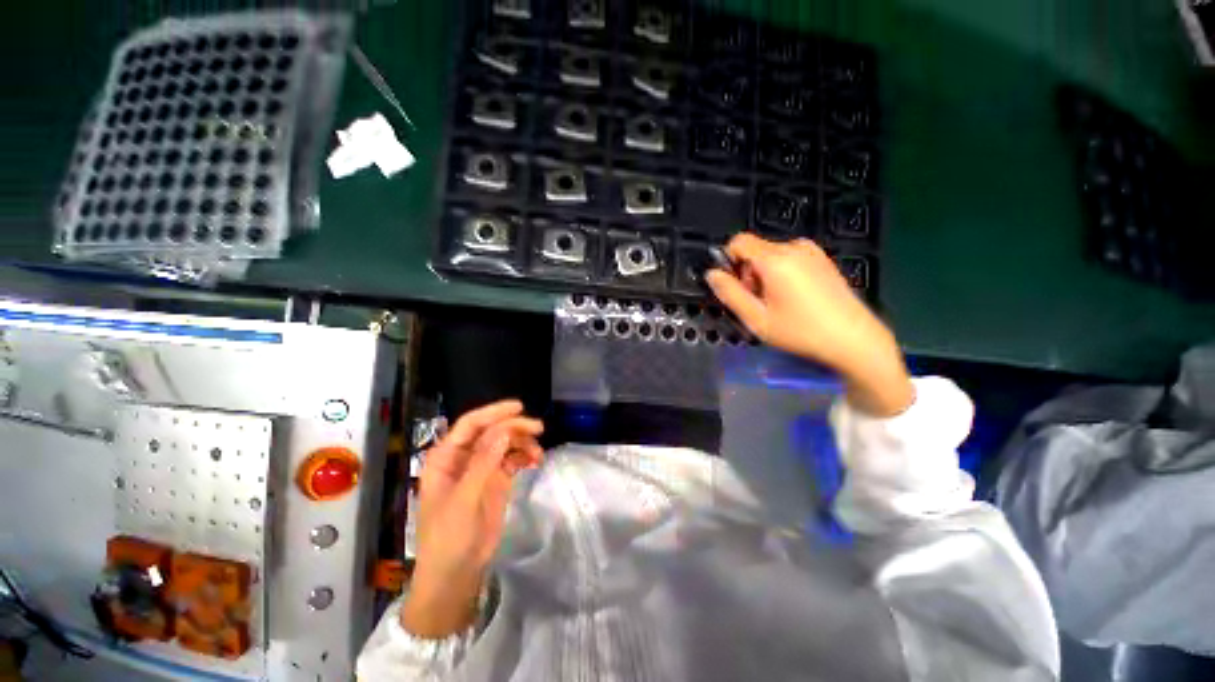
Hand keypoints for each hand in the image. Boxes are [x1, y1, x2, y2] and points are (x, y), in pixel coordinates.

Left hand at [402, 400, 543, 637]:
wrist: (456, 574)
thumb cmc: (449, 537)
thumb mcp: (464, 499)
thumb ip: (483, 463)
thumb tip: (503, 431)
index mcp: (446, 457)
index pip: (471, 424)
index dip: (494, 412)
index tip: (519, 407)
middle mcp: (463, 458)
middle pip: (491, 431)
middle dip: (514, 427)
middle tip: (539, 429)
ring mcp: (481, 468)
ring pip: (504, 443)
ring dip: (523, 442)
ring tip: (538, 453)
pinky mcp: (495, 480)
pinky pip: (512, 459)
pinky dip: (524, 456)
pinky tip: (535, 461)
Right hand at [705, 234, 913, 416]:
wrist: (854, 339)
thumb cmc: (801, 331)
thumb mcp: (757, 318)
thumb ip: (730, 293)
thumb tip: (712, 274)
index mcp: (775, 259)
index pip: (738, 242)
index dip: (729, 262)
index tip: (736, 287)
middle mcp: (794, 247)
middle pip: (754, 251)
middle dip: (748, 274)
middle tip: (758, 303)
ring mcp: (812, 252)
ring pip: (771, 256)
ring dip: (764, 276)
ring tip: (777, 304)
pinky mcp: (822, 259)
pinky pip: (788, 259)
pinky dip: (781, 275)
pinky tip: (794, 299)